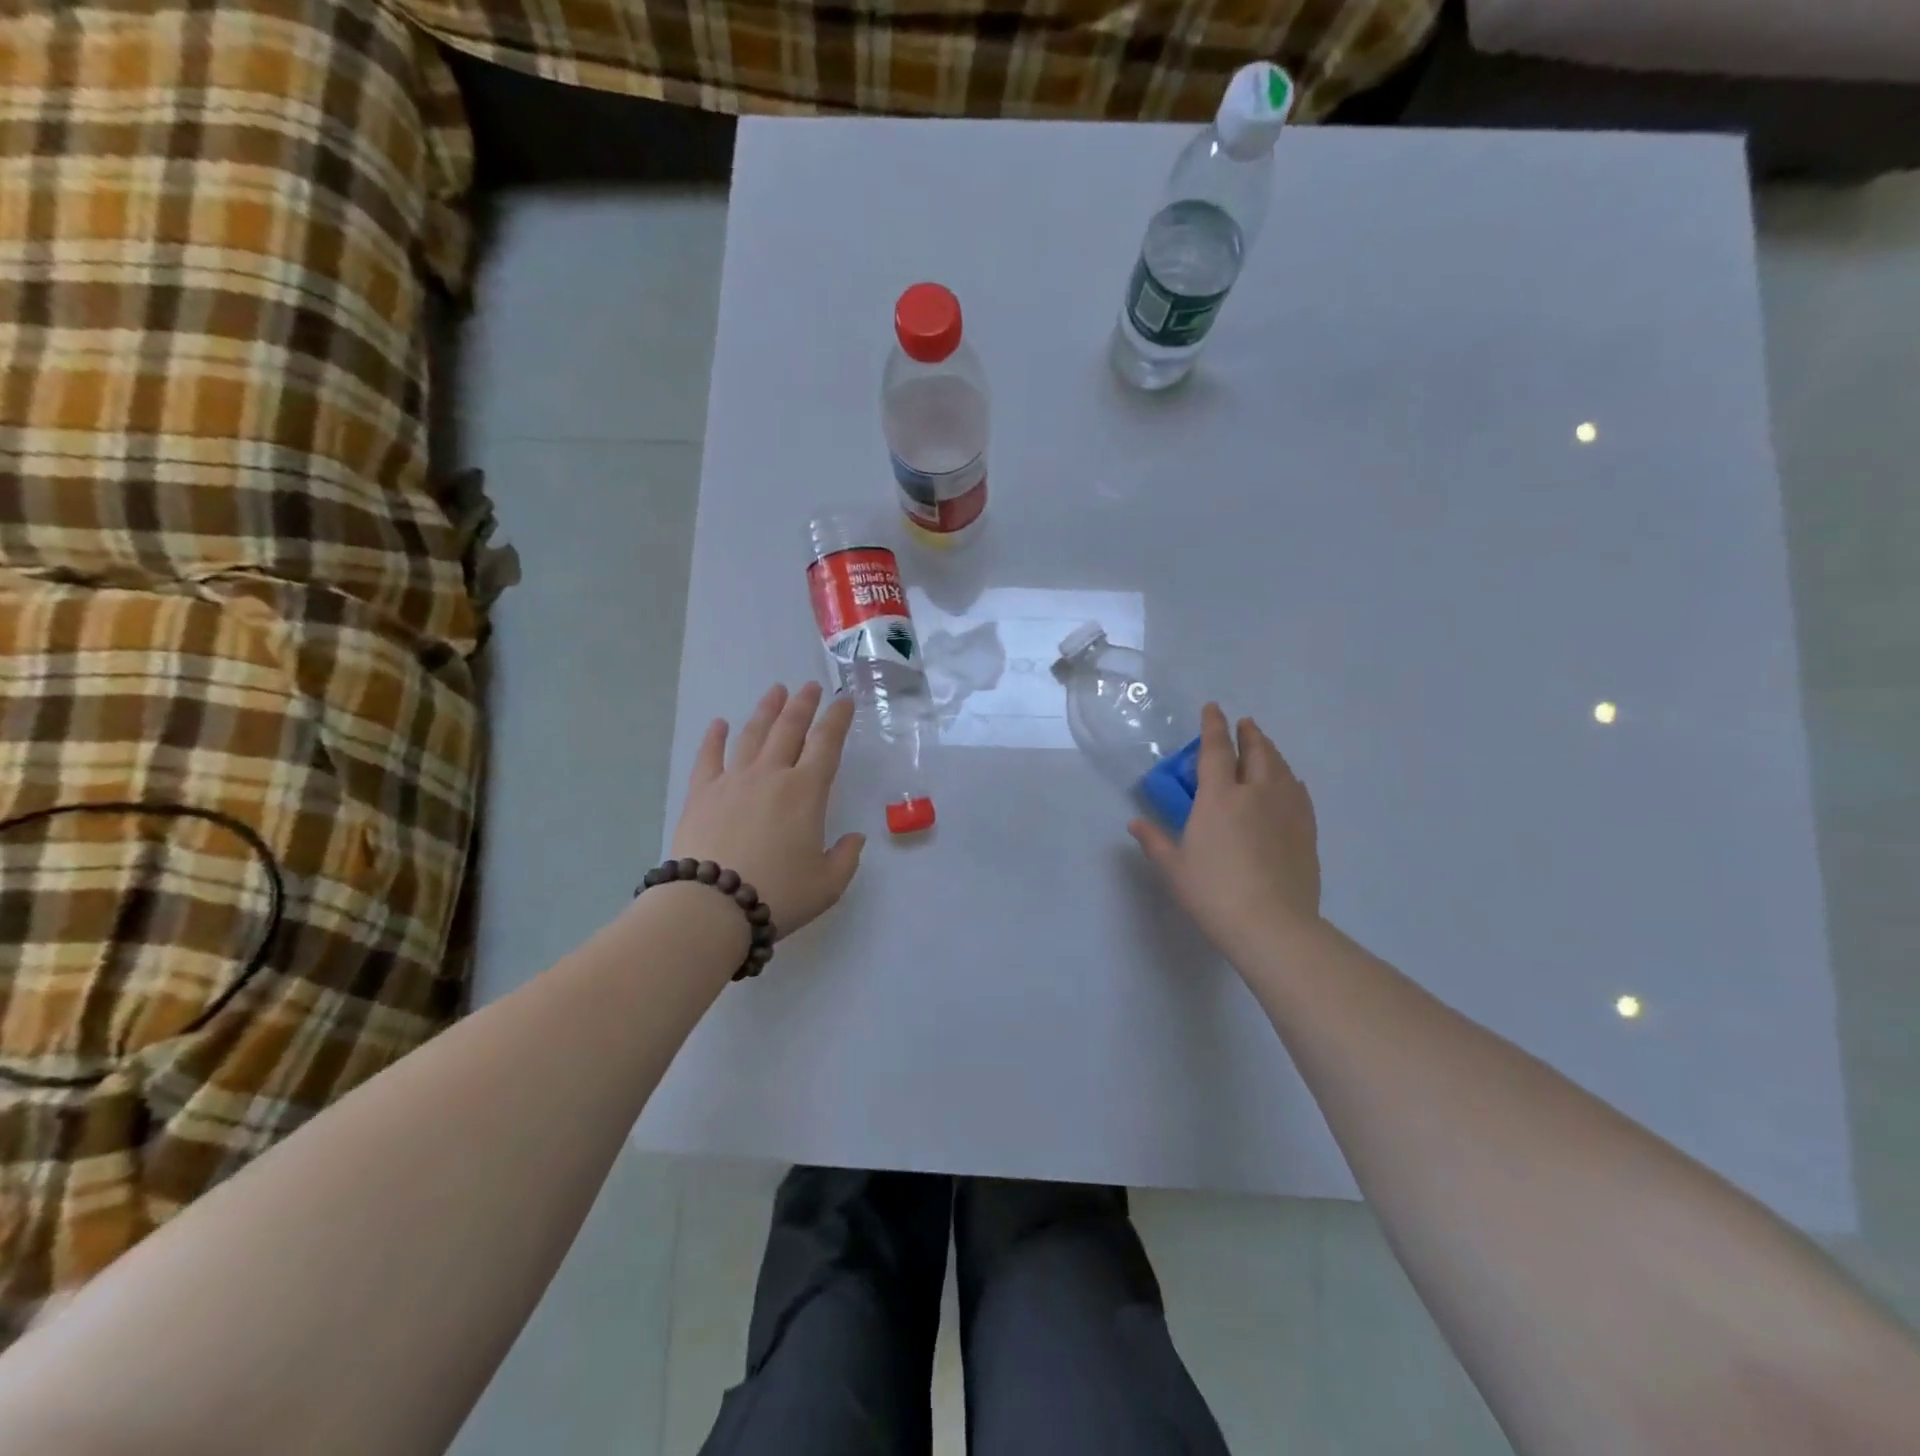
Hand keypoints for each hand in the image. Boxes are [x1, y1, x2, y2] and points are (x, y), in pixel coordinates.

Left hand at [671, 683, 864, 938]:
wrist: (711, 906)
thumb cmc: (779, 894)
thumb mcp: (828, 885)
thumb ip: (846, 857)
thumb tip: (854, 838)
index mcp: (806, 792)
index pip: (826, 744)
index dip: (837, 719)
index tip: (844, 700)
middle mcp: (771, 776)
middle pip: (789, 729)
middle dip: (803, 705)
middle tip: (810, 687)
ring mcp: (733, 781)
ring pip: (752, 735)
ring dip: (766, 711)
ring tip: (775, 692)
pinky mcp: (701, 794)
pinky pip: (709, 757)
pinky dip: (715, 738)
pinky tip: (719, 724)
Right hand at [1130, 704, 1321, 958]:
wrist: (1272, 924)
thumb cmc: (1213, 892)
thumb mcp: (1174, 868)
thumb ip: (1155, 840)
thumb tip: (1135, 823)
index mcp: (1219, 797)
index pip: (1215, 749)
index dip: (1213, 726)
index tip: (1213, 708)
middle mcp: (1255, 793)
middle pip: (1256, 751)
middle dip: (1249, 733)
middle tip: (1244, 724)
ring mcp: (1286, 810)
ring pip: (1281, 768)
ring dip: (1270, 751)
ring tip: (1264, 746)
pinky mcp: (1306, 830)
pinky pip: (1299, 793)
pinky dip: (1290, 779)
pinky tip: (1290, 783)